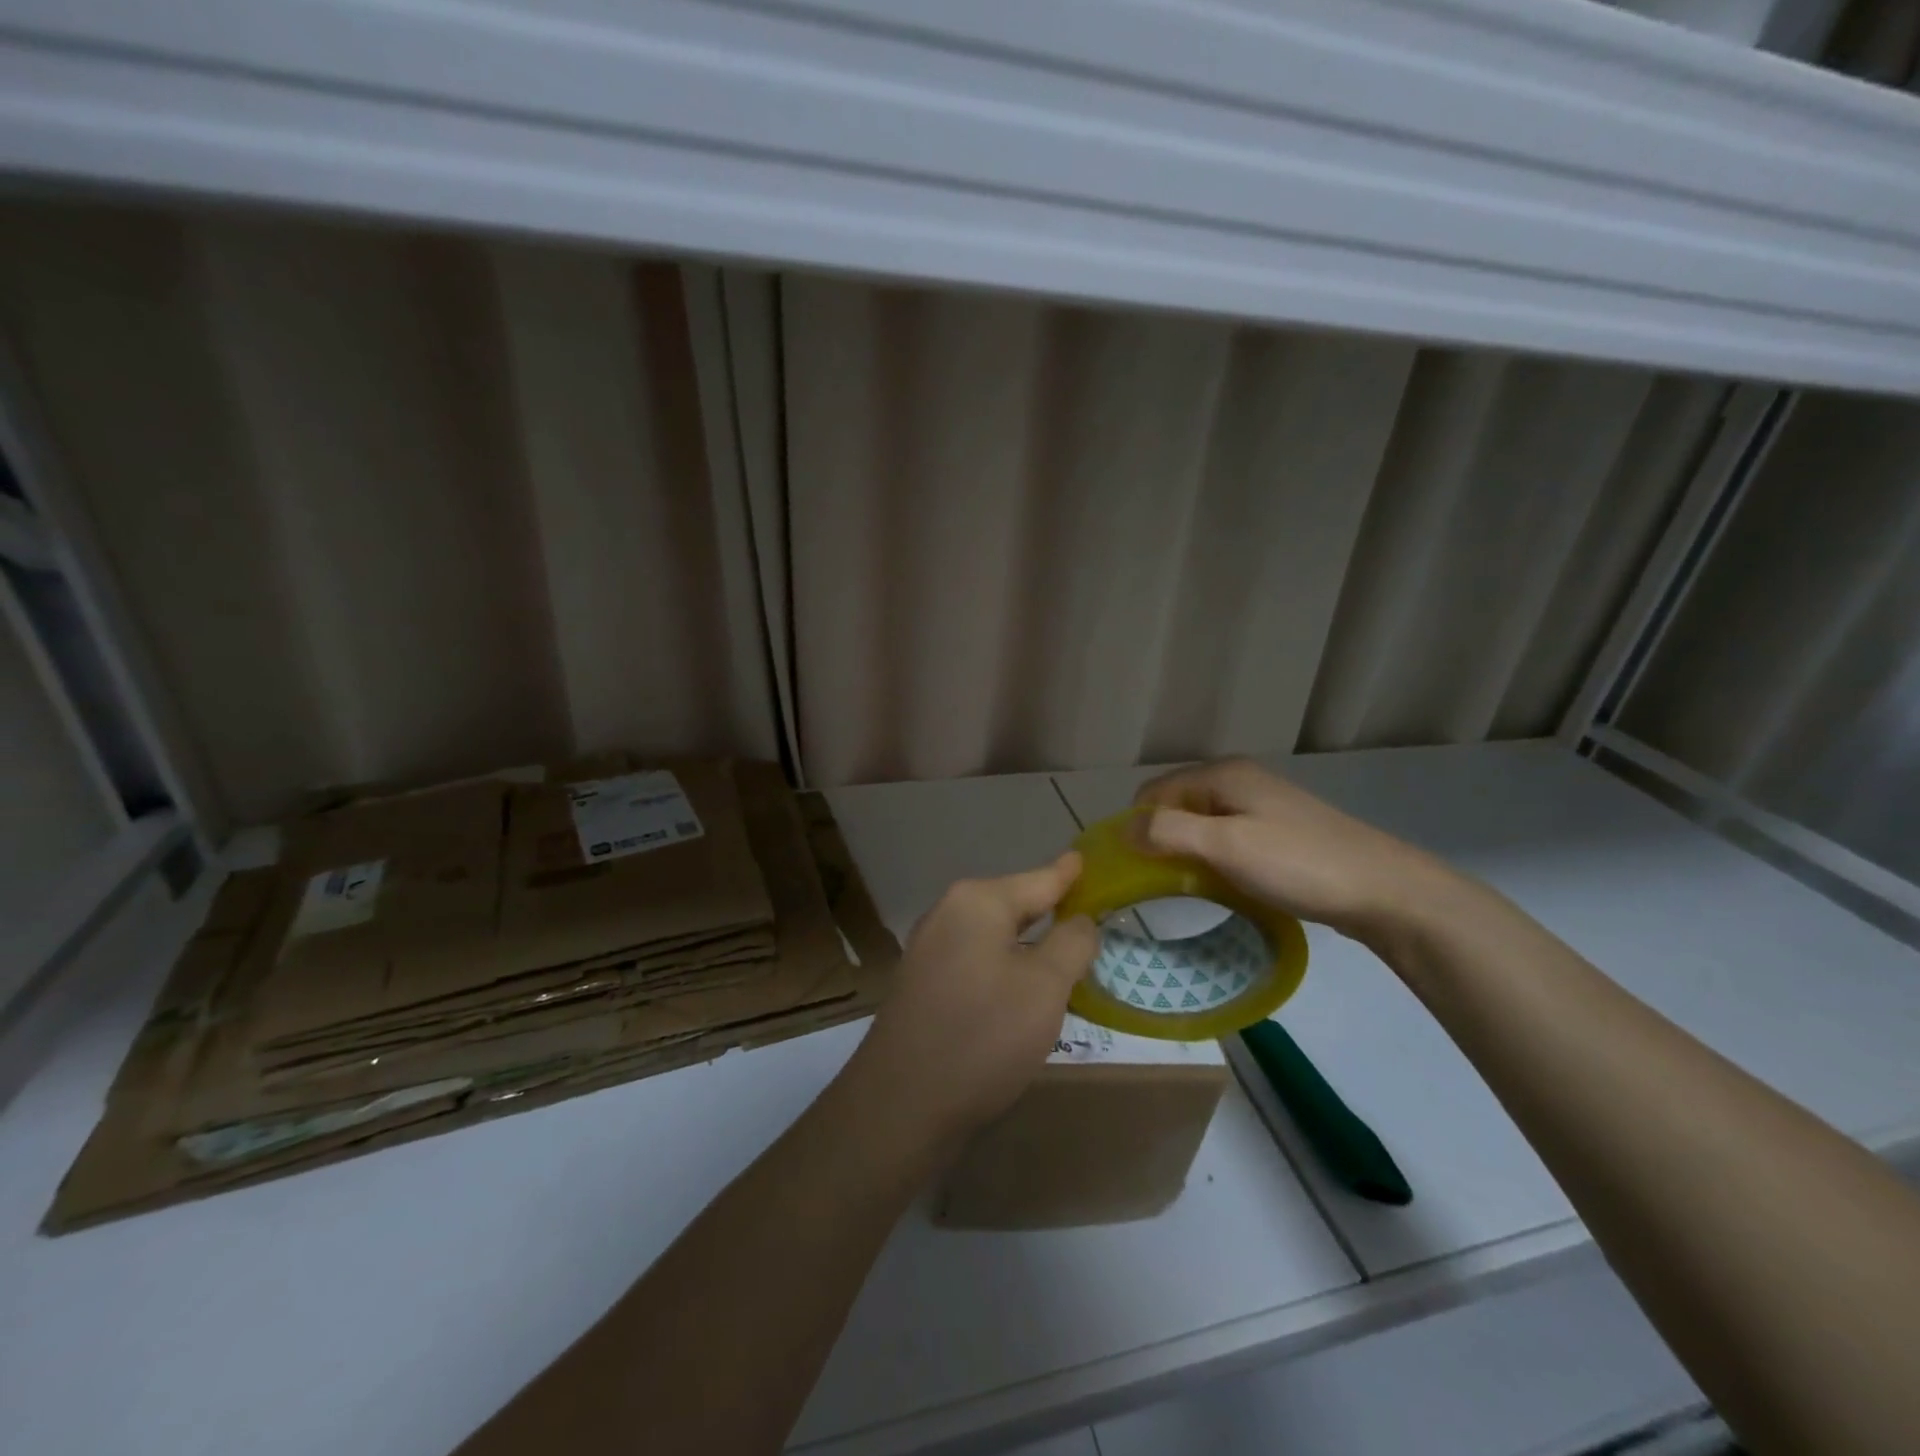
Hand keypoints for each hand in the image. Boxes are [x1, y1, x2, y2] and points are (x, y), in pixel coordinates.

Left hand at [849, 853, 1096, 1145]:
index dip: (1069, 873)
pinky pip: (975, 959)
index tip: (1087, 859)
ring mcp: (929, 948)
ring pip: (994, 934)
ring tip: (1064, 951)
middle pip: (1014, 903)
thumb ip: (1071, 943)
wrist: (901, 1103)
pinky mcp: (922, 983)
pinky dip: (1004, 965)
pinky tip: (1021, 987)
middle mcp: (948, 913)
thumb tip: (1079, 920)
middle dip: (1050, 909)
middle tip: (1090, 914)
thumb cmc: (983, 1035)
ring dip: (1028, 943)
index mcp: (977, 901)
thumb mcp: (1045, 987)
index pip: (1039, 878)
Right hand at [1133, 758, 1464, 941]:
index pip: (1154, 790)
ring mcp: (1262, 805)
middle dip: (1159, 837)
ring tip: (1182, 886)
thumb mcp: (1226, 846)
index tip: (1128, 866)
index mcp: (1223, 774)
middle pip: (1177, 804)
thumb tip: (1123, 830)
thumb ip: (1170, 832)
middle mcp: (1240, 780)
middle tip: (1153, 880)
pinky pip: (1227, 837)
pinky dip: (1212, 857)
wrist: (1383, 891)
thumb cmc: (1298, 863)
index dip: (1136, 824)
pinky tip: (1219, 883)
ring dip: (1186, 850)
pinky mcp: (1278, 831)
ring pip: (1202, 823)